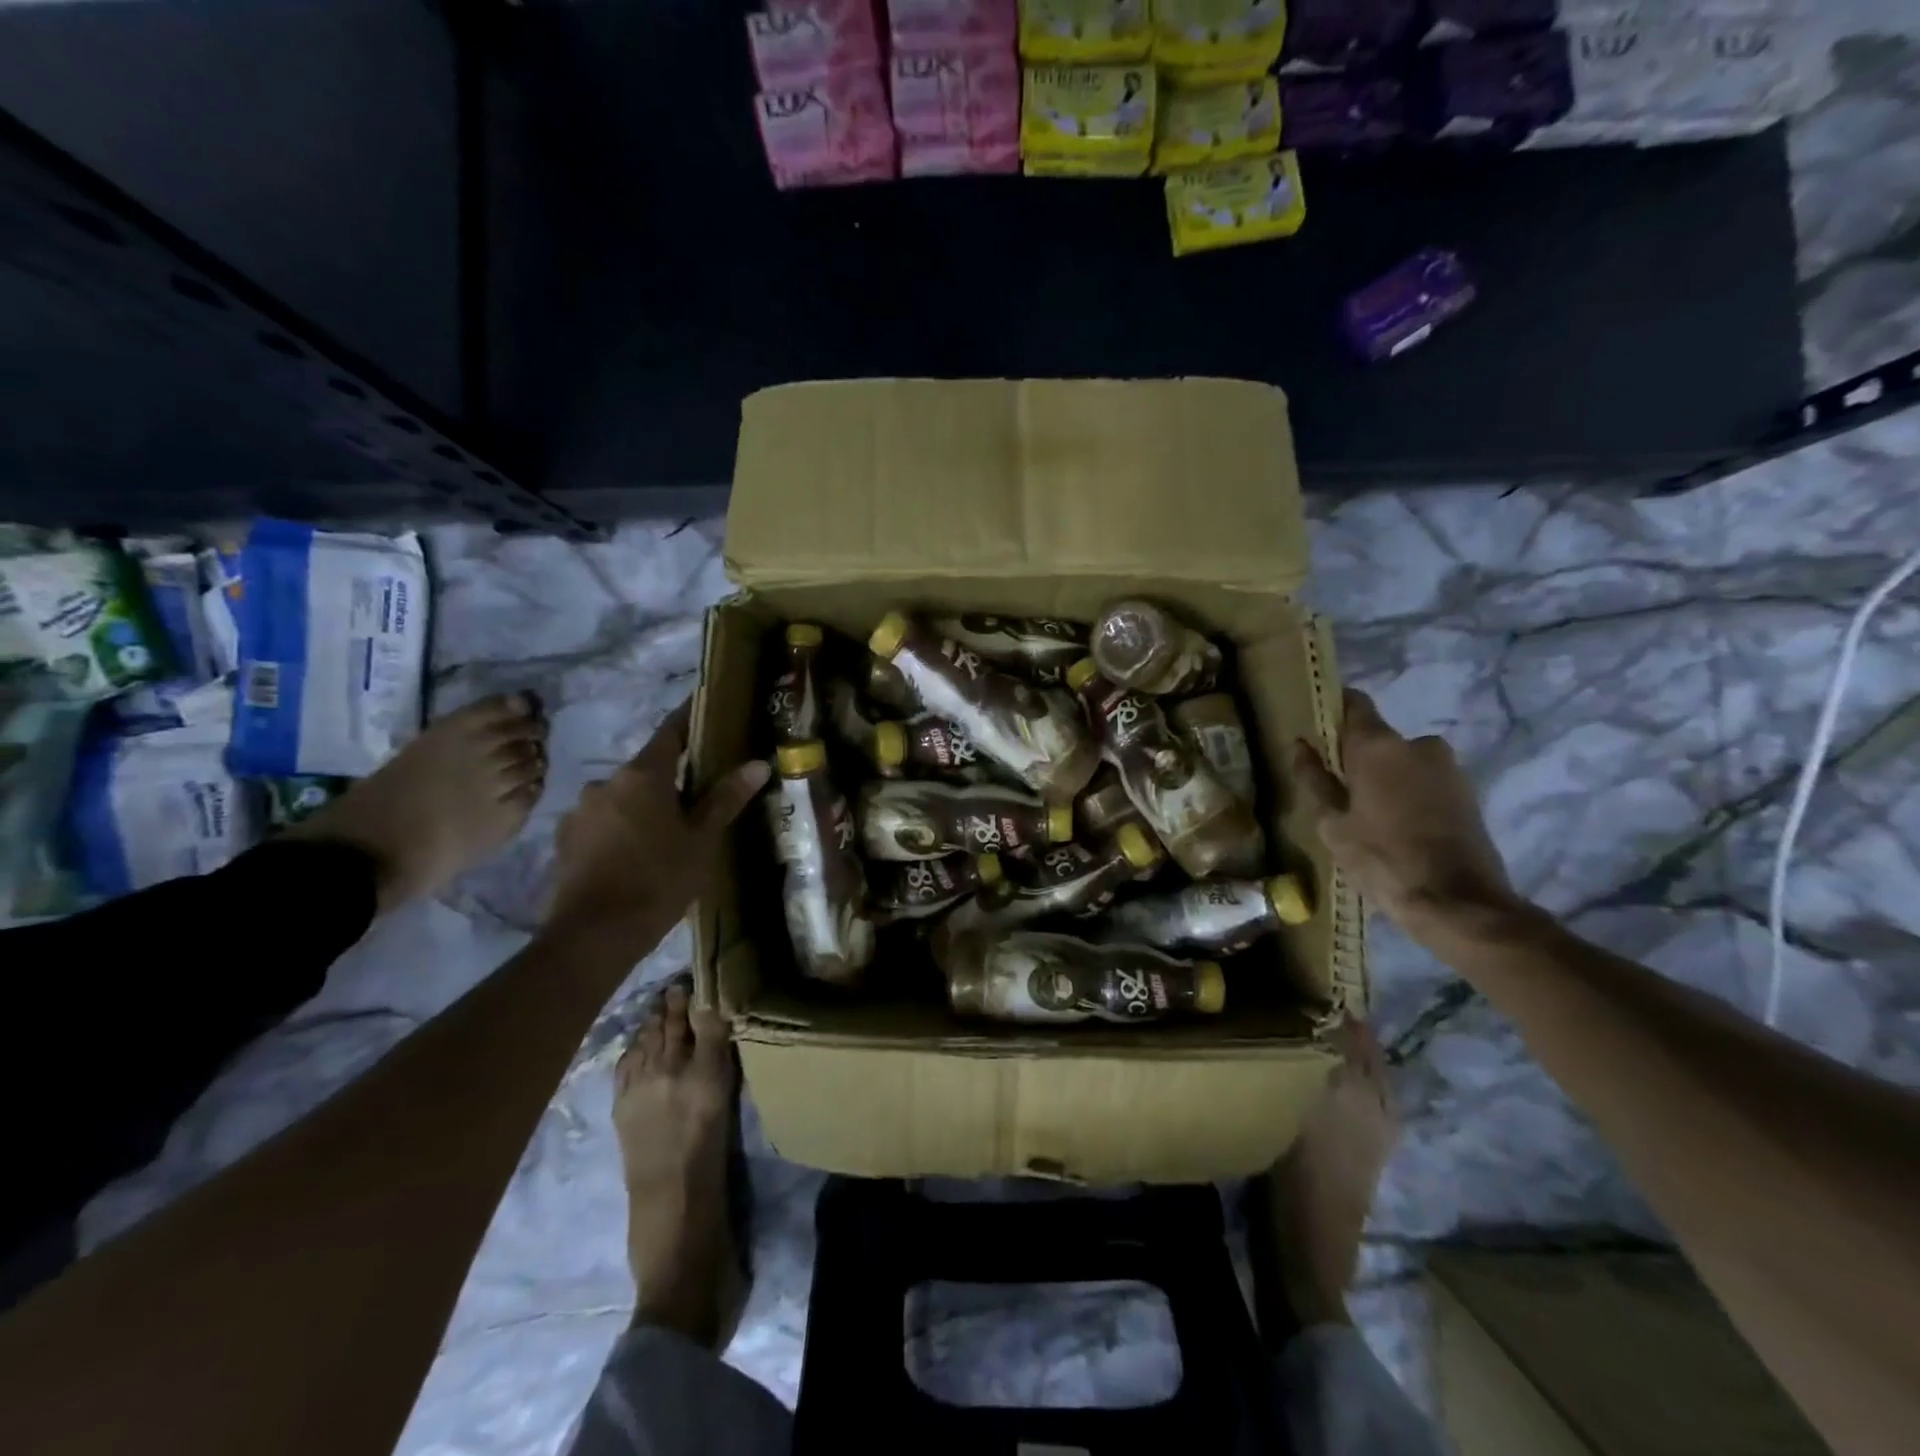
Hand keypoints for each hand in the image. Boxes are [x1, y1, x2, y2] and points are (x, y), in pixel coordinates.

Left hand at [546, 702, 769, 960]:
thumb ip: (725, 799)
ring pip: (623, 797)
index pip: (670, 732)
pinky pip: (602, 822)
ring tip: (666, 834)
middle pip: (646, 769)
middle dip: (671, 778)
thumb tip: (758, 763)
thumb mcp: (701, 840)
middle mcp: (606, 782)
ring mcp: (580, 811)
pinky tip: (634, 855)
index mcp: (642, 775)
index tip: (705, 711)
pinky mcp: (565, 840)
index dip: (688, 720)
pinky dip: (621, 829)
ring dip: (644, 806)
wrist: (593, 935)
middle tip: (697, 798)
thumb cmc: (658, 880)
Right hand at [1291, 689, 1515, 931]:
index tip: (1315, 729)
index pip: (1353, 703)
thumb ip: (1314, 779)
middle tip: (1336, 790)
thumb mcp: (1332, 824)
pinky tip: (1396, 826)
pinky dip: (1407, 793)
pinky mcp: (1467, 791)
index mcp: (1378, 746)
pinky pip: (1424, 780)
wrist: (1459, 903)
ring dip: (1383, 777)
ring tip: (1367, 815)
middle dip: (1355, 756)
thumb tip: (1301, 746)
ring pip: (1401, 761)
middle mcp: (1417, 743)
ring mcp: (1448, 766)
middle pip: (1376, 737)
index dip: (1332, 710)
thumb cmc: (1382, 859)